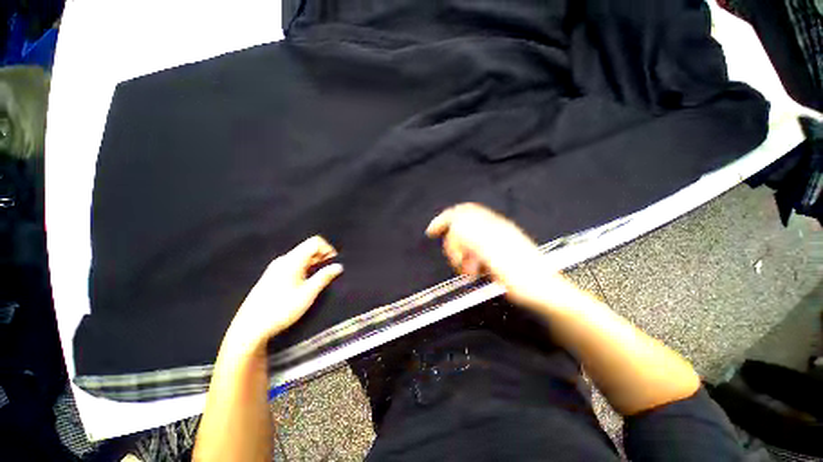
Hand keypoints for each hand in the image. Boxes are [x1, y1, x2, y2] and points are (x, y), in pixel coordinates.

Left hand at [224, 236, 342, 354]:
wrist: (250, 327)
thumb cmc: (282, 309)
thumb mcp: (308, 293)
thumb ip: (324, 277)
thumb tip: (339, 266)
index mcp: (292, 260)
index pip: (315, 242)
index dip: (328, 248)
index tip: (334, 262)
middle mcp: (283, 259)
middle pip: (308, 248)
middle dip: (322, 256)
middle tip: (330, 271)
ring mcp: (276, 267)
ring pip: (301, 257)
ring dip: (314, 263)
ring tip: (320, 278)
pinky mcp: (272, 276)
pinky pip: (293, 264)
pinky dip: (305, 268)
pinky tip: (306, 283)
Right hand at [426, 203, 559, 307]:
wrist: (545, 292)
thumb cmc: (522, 277)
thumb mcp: (494, 256)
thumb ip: (472, 236)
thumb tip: (454, 225)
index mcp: (492, 227)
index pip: (461, 214)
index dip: (443, 220)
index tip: (431, 232)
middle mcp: (493, 229)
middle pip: (462, 226)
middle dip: (453, 244)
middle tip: (458, 263)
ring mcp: (496, 240)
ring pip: (468, 239)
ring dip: (463, 254)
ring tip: (470, 271)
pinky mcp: (498, 252)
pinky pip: (475, 250)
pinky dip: (470, 259)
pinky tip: (476, 270)